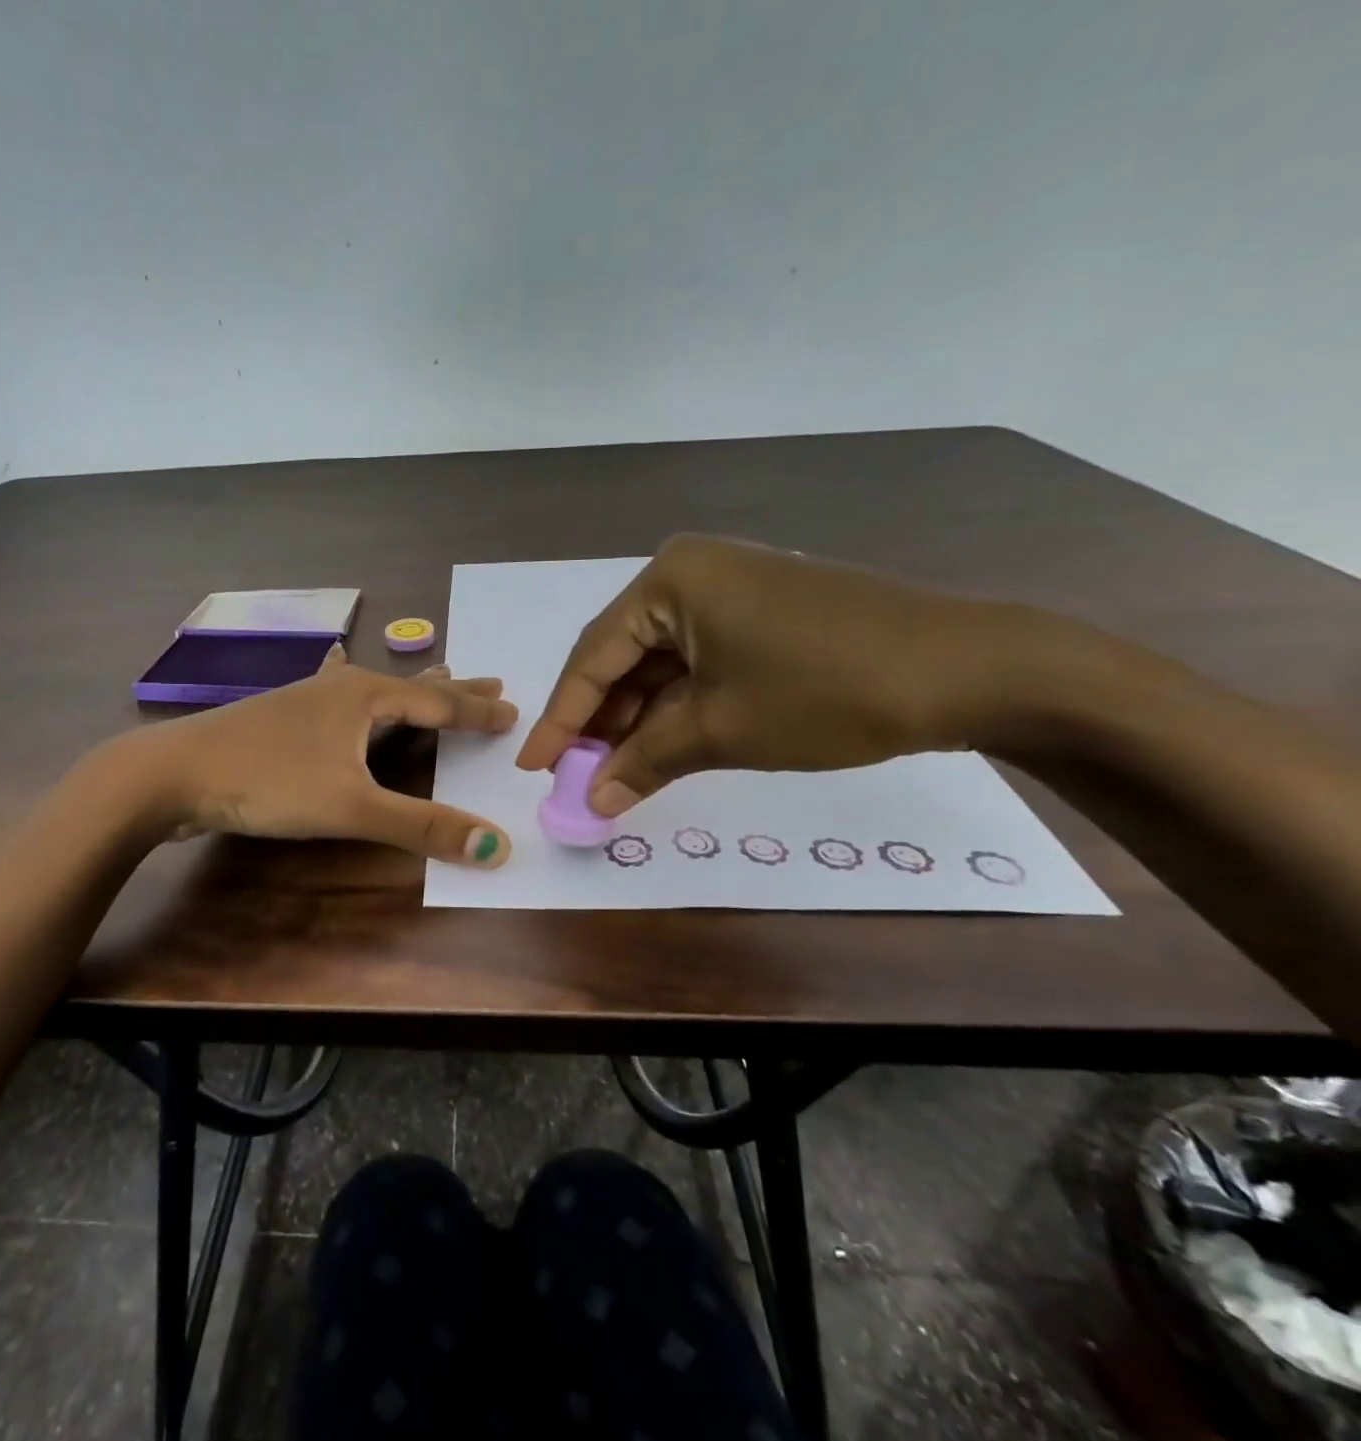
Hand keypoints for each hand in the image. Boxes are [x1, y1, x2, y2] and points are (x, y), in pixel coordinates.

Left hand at [128, 646, 518, 865]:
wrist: (173, 773)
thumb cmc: (268, 781)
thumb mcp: (351, 806)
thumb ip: (422, 826)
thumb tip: (497, 846)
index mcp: (364, 695)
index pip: (438, 702)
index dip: (478, 710)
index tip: (514, 710)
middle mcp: (339, 686)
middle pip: (410, 685)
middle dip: (453, 687)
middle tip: (493, 679)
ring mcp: (306, 699)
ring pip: (373, 689)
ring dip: (410, 689)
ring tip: (436, 678)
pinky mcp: (282, 718)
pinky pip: (340, 700)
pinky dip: (361, 694)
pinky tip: (338, 676)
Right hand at [515, 534, 1082, 814]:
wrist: (973, 670)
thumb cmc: (828, 691)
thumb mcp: (722, 730)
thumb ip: (646, 761)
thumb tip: (593, 801)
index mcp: (671, 581)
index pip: (594, 657)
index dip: (561, 718)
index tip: (533, 766)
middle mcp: (692, 574)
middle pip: (623, 657)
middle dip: (599, 721)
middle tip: (574, 776)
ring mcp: (730, 592)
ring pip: (660, 664)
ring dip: (637, 719)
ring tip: (613, 773)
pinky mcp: (760, 615)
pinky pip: (698, 664)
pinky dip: (677, 707)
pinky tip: (660, 747)